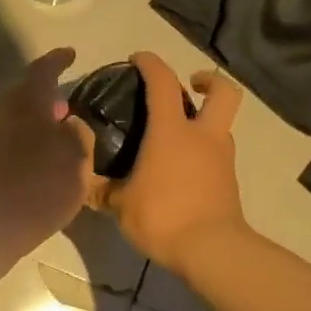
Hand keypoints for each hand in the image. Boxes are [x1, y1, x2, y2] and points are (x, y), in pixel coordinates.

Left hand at [0, 48, 91, 249]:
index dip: (58, 60)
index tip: (70, 54)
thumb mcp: (77, 159)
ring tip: (56, 136)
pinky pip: (7, 140)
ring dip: (35, 121)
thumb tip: (69, 124)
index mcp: (27, 103)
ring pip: (14, 118)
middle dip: (45, 96)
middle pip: (24, 94)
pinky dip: (24, 141)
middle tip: (66, 105)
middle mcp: (2, 112)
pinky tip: (37, 160)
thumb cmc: (40, 186)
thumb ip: (78, 134)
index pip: (43, 70)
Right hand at [94, 52, 246, 273]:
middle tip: (189, 85)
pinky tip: (181, 169)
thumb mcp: (120, 205)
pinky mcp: (228, 181)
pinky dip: (203, 152)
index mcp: (172, 131)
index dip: (151, 63)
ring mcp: (221, 158)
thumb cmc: (163, 217)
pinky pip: (217, 153)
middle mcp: (202, 136)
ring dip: (205, 120)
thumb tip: (81, 183)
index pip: (163, 82)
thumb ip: (101, 190)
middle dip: (208, 81)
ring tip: (176, 136)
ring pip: (221, 124)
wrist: (212, 251)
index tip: (138, 59)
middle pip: (222, 92)